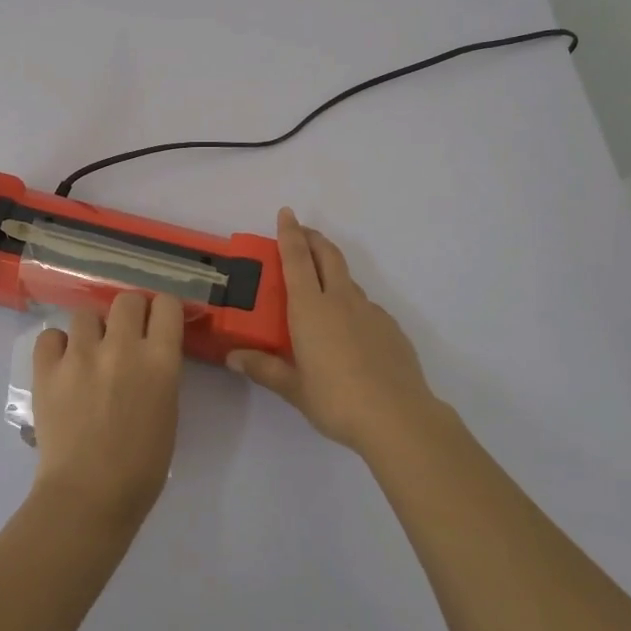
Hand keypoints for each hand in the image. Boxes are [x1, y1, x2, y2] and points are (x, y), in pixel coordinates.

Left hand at [29, 291, 185, 524]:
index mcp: (160, 360)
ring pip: (86, 313)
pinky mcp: (47, 369)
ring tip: (88, 355)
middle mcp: (122, 347)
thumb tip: (148, 352)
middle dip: (128, 313)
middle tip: (124, 337)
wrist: (88, 497)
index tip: (157, 323)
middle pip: (127, 299)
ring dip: (91, 331)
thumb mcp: (167, 411)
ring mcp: (80, 355)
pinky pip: (50, 336)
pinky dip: (57, 347)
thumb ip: (159, 372)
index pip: (166, 304)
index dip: (162, 311)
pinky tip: (62, 366)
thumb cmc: (141, 467)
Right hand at [227, 208, 436, 452]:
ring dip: (333, 271)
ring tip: (321, 286)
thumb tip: (233, 357)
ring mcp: (370, 312)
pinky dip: (352, 302)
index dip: (290, 233)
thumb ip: (264, 368)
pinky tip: (350, 329)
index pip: (296, 259)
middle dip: (314, 238)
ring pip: (348, 279)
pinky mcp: (391, 327)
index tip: (286, 213)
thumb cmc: (336, 399)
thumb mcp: (294, 389)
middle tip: (302, 232)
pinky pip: (366, 305)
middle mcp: (341, 300)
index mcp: (311, 308)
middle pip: (327, 255)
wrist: (398, 417)